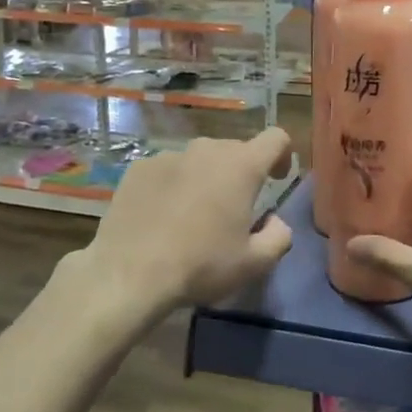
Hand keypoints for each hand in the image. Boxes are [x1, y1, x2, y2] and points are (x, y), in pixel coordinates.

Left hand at [76, 128, 294, 322]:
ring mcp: (169, 155)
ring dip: (206, 179)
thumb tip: (275, 221)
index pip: (275, 138)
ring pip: (200, 159)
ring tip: (193, 215)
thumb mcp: (253, 263)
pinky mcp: (139, 168)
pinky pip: (168, 170)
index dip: (283, 155)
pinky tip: (162, 216)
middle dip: (241, 174)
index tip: (277, 179)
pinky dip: (173, 185)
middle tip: (233, 210)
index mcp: (241, 166)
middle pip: (236, 150)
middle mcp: (207, 149)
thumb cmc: (200, 265)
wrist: (128, 273)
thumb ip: (279, 237)